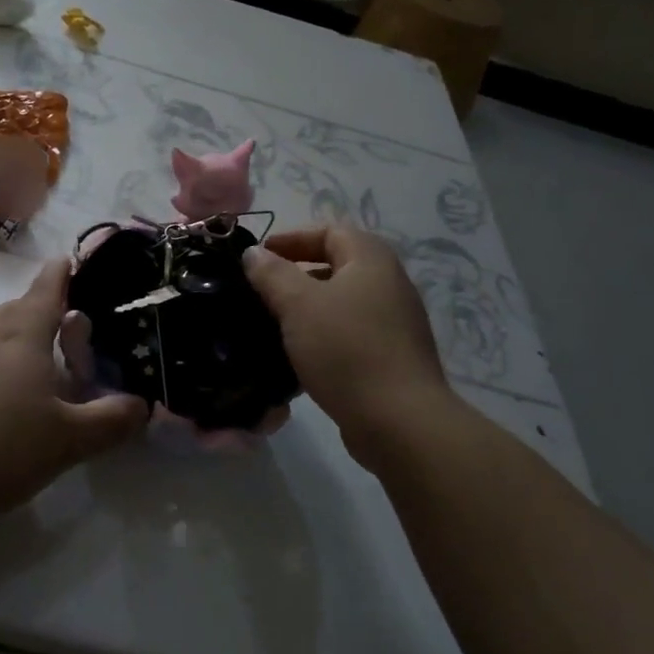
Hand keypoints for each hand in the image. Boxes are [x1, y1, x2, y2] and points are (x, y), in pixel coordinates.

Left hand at [0, 260, 148, 528]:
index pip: (47, 292)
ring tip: (12, 354)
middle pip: (13, 310)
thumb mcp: (70, 441)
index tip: (67, 260)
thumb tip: (142, 405)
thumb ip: (111, 420)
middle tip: (55, 331)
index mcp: (24, 337)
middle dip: (35, 312)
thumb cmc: (3, 450)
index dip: (60, 275)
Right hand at [243, 224, 455, 469]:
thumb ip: (272, 274)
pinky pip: (348, 333)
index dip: (291, 238)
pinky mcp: (390, 357)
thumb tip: (253, 252)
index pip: (329, 231)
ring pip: (340, 302)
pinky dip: (321, 336)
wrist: (400, 422)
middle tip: (260, 290)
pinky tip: (296, 356)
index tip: (257, 257)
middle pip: (336, 264)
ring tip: (272, 323)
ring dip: (306, 308)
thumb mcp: (299, 305)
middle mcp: (388, 284)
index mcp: (371, 260)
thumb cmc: (346, 350)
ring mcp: (393, 323)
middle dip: (295, 274)